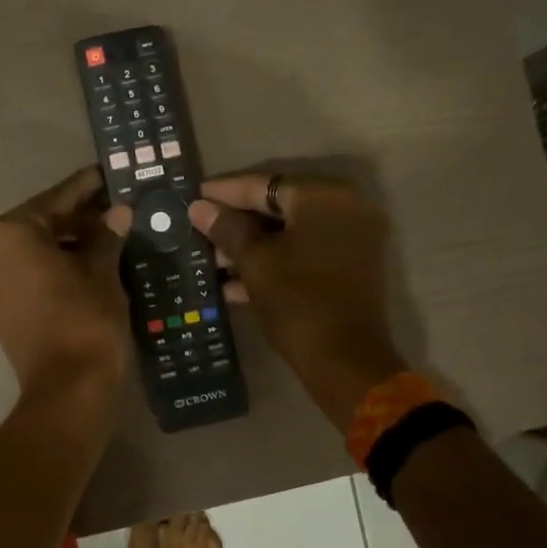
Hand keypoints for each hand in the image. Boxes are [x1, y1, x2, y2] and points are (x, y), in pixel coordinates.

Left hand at [0, 166, 132, 399]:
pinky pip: (30, 276)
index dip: (85, 187)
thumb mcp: (102, 270)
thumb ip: (107, 235)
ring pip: (35, 252)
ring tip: (110, 236)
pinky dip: (56, 267)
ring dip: (69, 244)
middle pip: (41, 224)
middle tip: (116, 208)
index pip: (55, 199)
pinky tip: (90, 264)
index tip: (106, 174)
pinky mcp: (0, 312)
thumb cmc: (86, 319)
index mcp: (10, 234)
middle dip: (78, 217)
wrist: (68, 390)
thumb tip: (118, 212)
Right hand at [190, 173, 406, 433]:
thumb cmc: (297, 302)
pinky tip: (232, 283)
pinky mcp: (349, 270)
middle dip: (237, 224)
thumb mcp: (255, 263)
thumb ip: (227, 229)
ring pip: (290, 235)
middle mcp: (347, 210)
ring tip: (209, 260)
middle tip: (198, 229)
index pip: (265, 186)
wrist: (344, 361)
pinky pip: (305, 255)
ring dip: (251, 248)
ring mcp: (352, 241)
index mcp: (326, 198)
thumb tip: (199, 207)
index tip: (194, 195)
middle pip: (279, 209)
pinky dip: (274, 264)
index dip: (224, 192)